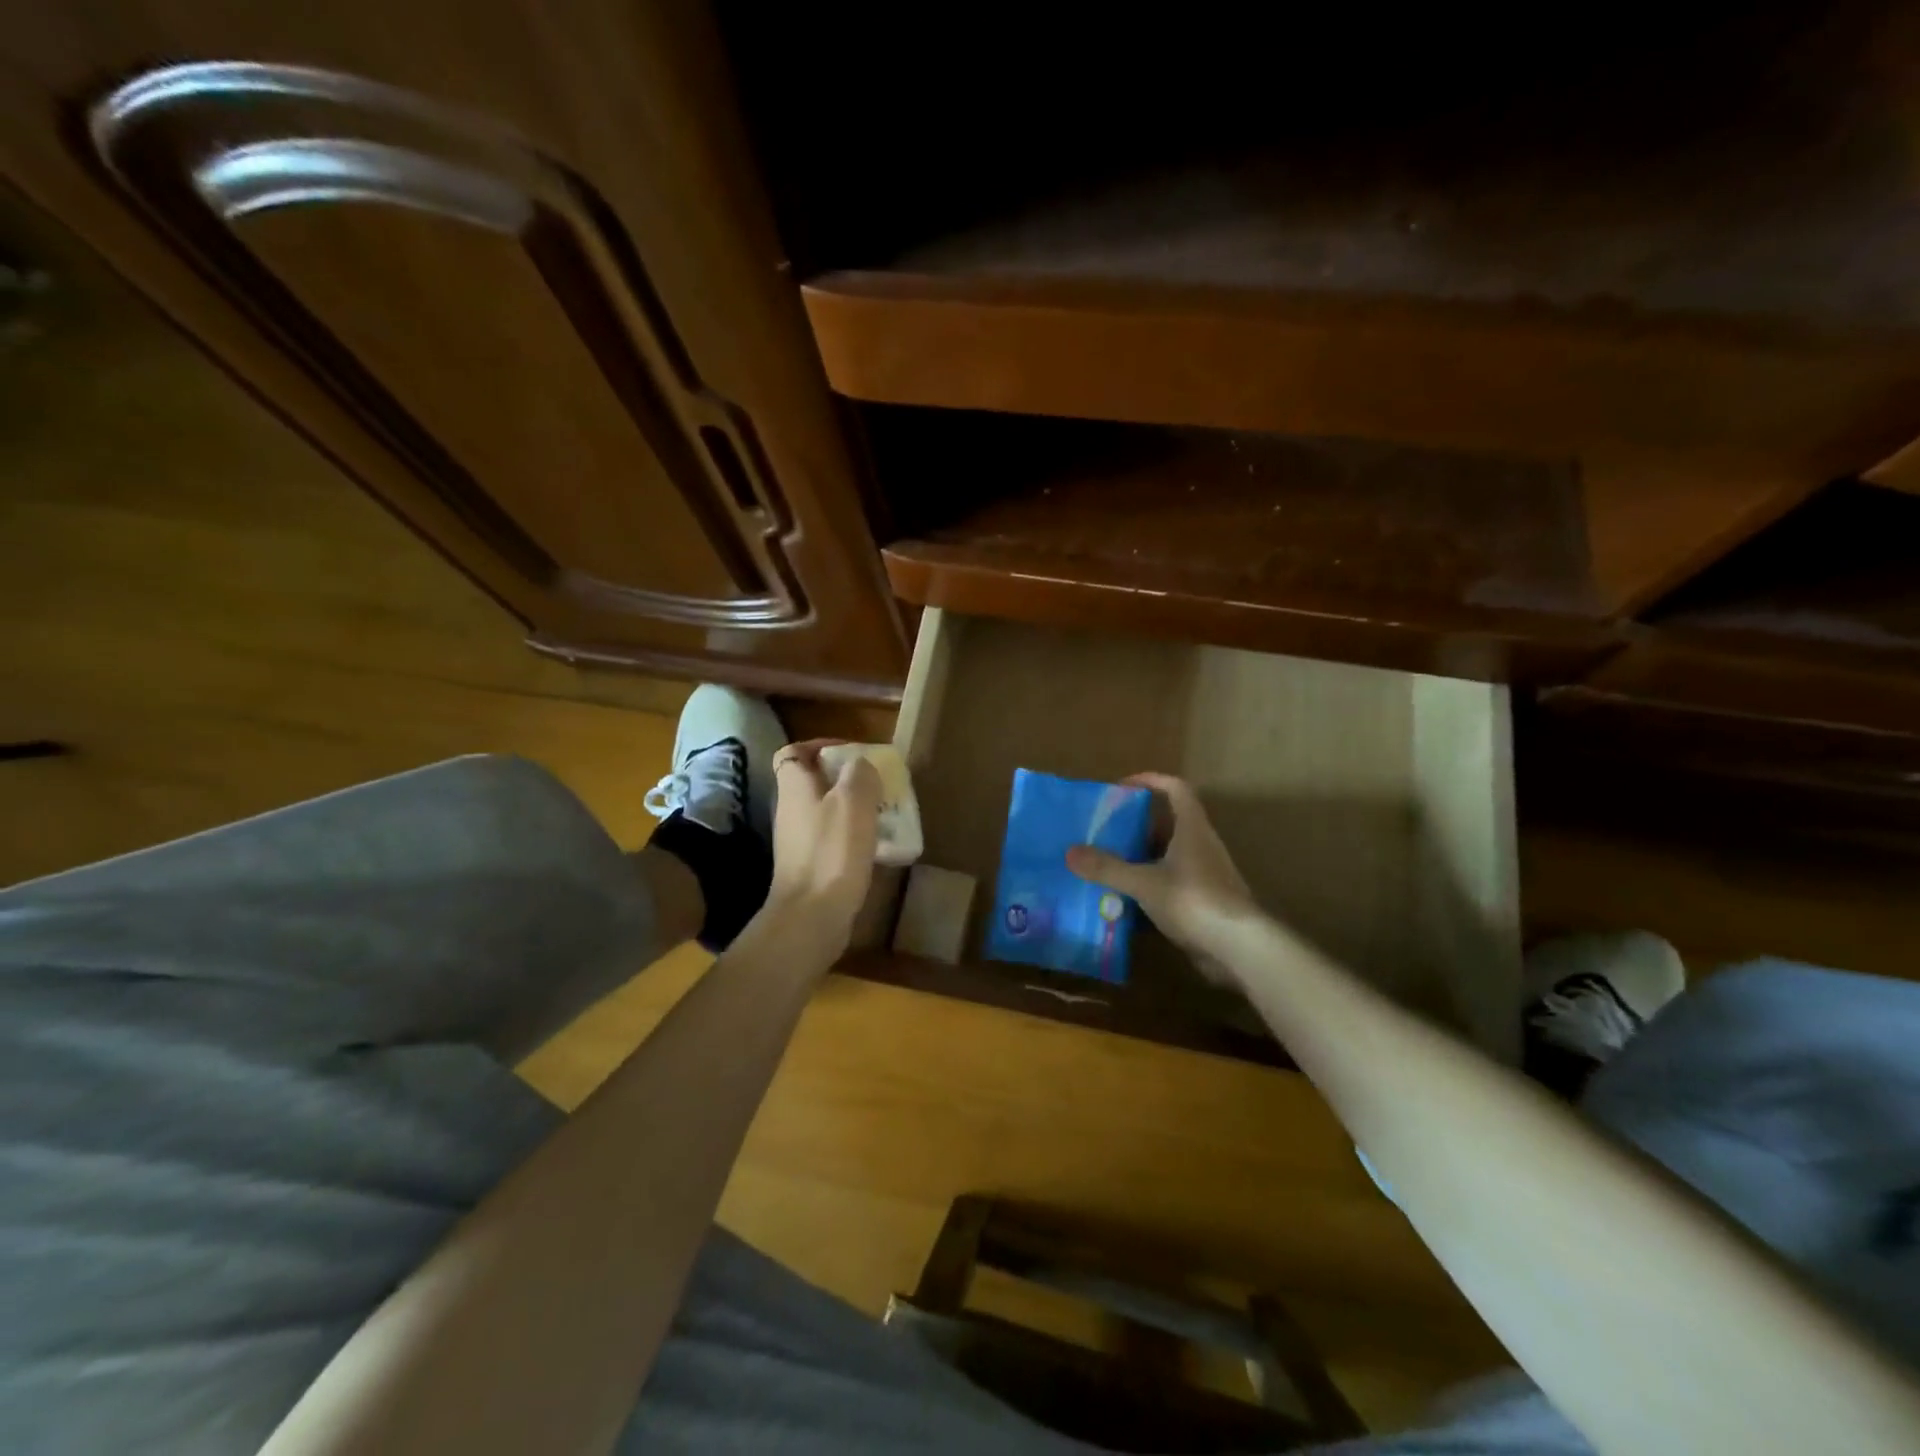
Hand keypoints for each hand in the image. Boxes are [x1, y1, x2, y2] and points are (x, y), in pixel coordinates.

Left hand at [766, 739, 882, 952]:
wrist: (812, 916)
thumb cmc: (832, 852)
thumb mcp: (853, 801)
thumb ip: (859, 774)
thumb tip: (861, 765)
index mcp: (795, 788)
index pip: (793, 753)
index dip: (818, 746)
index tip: (851, 752)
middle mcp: (791, 811)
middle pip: (814, 783)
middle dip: (846, 779)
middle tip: (877, 783)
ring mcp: (799, 841)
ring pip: (827, 812)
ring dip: (854, 809)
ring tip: (884, 812)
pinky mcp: (811, 866)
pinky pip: (834, 840)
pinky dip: (854, 837)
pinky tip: (878, 847)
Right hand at [1066, 773, 1255, 977]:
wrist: (1239, 948)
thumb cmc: (1194, 901)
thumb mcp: (1144, 883)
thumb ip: (1108, 868)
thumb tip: (1070, 852)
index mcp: (1192, 829)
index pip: (1176, 789)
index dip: (1150, 780)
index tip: (1122, 787)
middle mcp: (1201, 845)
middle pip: (1168, 823)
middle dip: (1136, 825)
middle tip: (1105, 830)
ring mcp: (1205, 874)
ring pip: (1168, 856)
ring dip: (1141, 857)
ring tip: (1108, 864)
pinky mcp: (1204, 901)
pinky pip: (1171, 883)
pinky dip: (1149, 886)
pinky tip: (1125, 900)